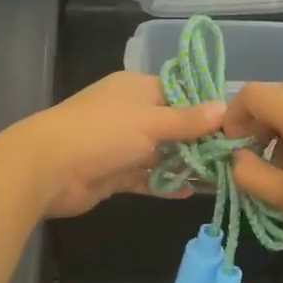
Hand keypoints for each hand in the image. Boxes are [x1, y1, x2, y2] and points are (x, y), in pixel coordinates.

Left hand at [6, 72, 225, 218]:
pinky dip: (165, 184)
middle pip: (172, 125)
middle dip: (200, 140)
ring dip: (185, 165)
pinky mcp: (114, 174)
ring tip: (221, 178)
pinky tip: (191, 193)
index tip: (235, 124)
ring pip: (161, 153)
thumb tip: (223, 107)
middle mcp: (129, 113)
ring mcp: (120, 145)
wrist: (47, 169)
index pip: (178, 92)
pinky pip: (146, 177)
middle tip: (234, 156)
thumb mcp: (150, 122)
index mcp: (136, 89)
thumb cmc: (102, 133)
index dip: (204, 106)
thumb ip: (187, 120)